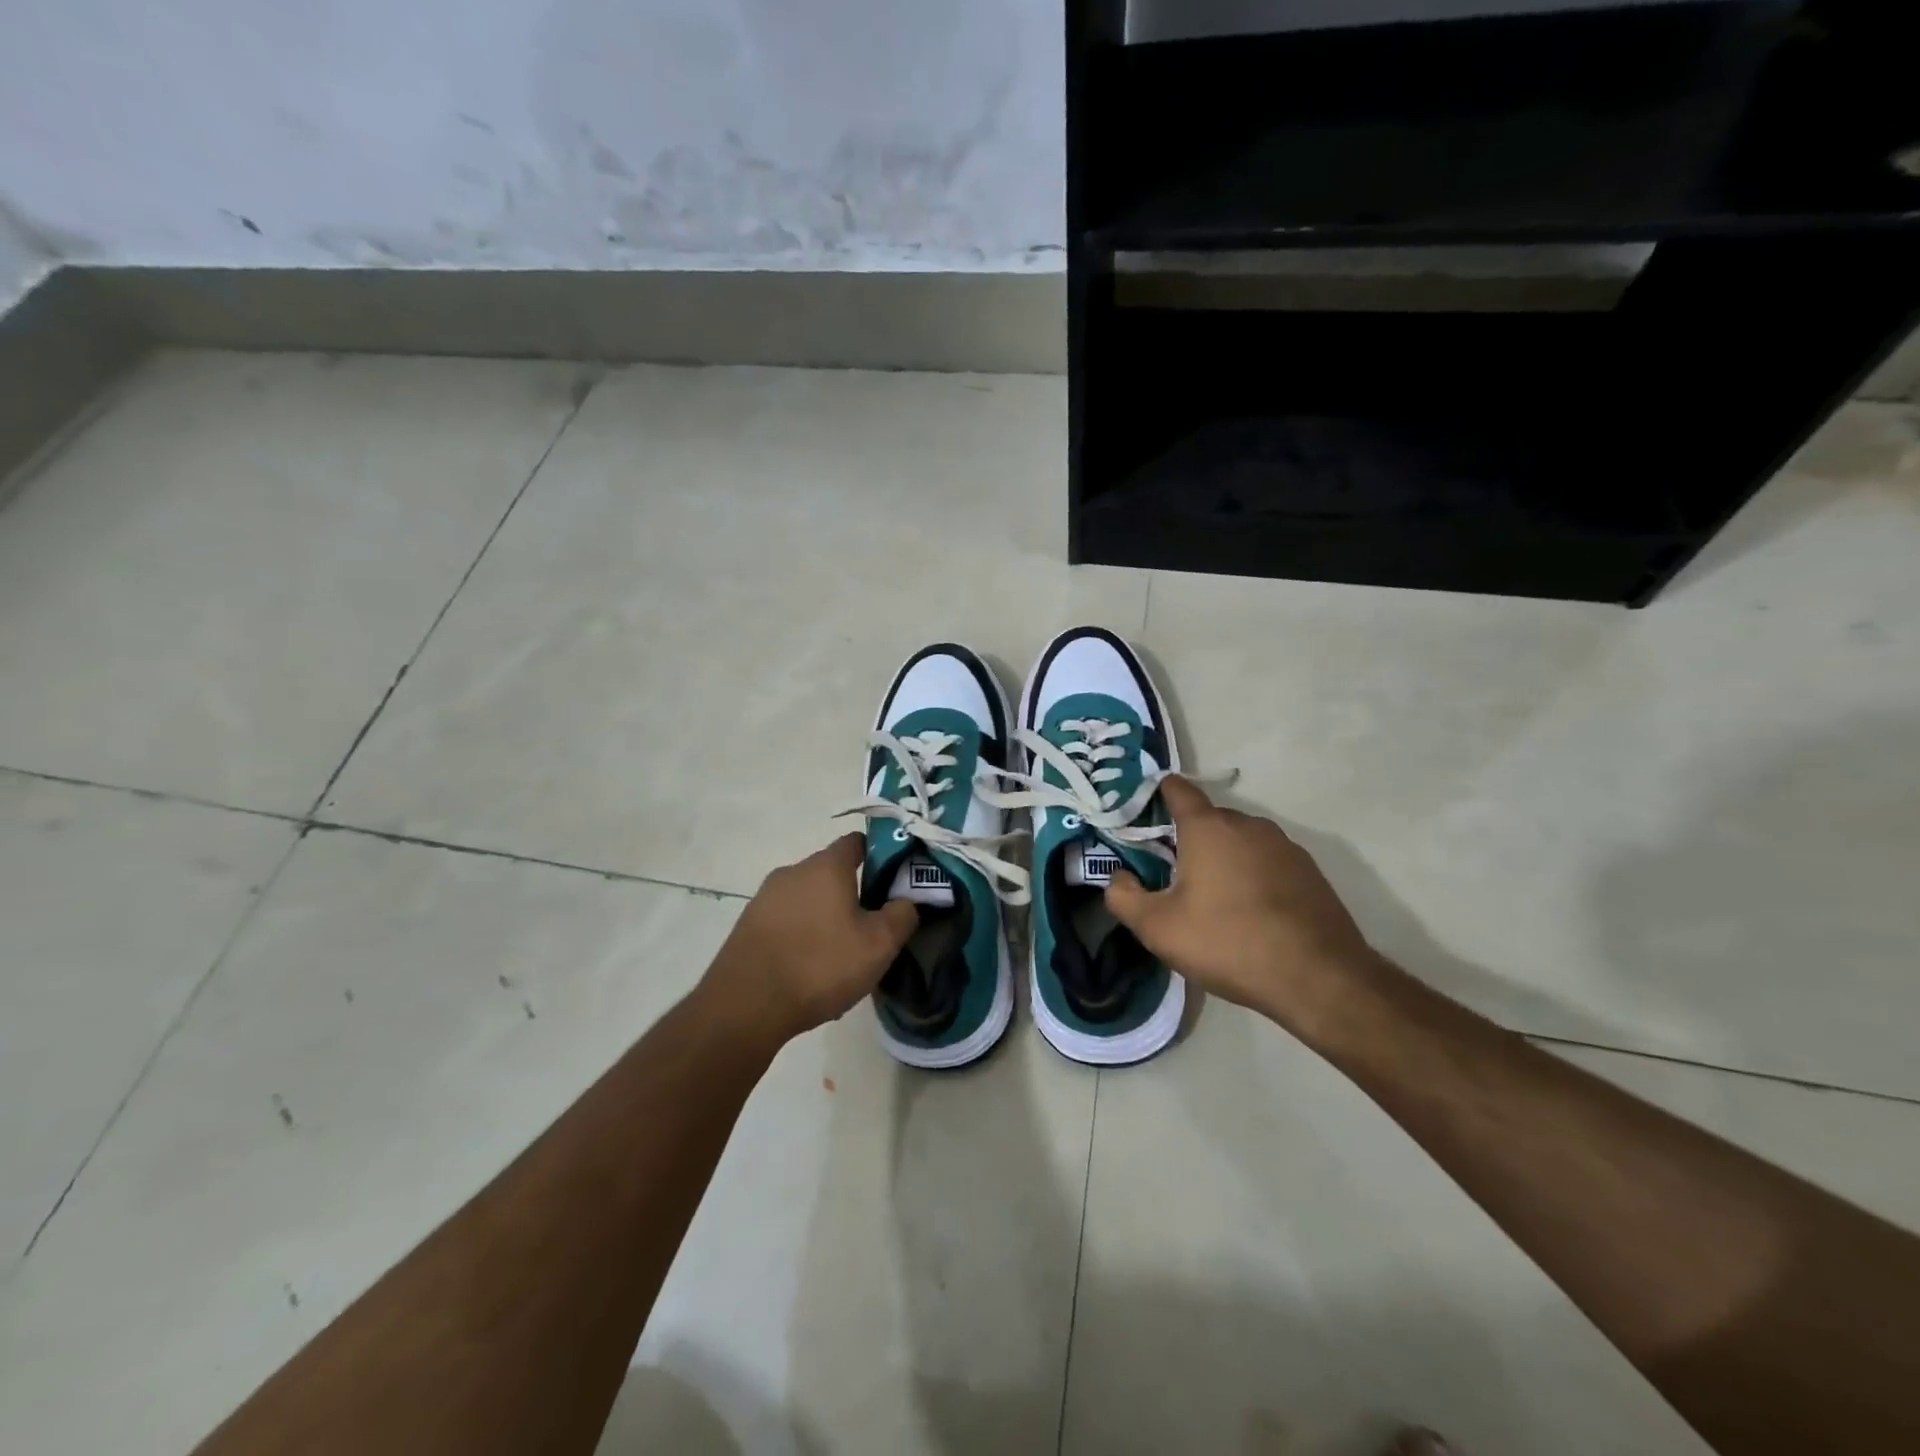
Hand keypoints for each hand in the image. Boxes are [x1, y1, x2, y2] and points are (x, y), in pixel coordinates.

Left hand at [701, 834, 917, 1047]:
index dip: (880, 856)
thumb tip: (906, 901)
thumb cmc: (820, 965)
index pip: (857, 842)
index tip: (895, 881)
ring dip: (825, 916)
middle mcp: (792, 871)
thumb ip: (902, 915)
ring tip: (840, 953)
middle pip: (831, 871)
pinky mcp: (747, 926)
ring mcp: (765, 898)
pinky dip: (801, 934)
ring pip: (807, 897)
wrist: (746, 1005)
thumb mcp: (878, 945)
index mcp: (826, 866)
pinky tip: (809, 968)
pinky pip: (786, 920)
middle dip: (853, 892)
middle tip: (872, 926)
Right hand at [1104, 777, 1378, 1032]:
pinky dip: (1253, 876)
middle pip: (1209, 818)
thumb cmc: (1229, 942)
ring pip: (1241, 841)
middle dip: (1188, 838)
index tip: (1144, 809)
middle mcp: (1248, 825)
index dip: (1158, 793)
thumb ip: (1124, 897)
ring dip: (1223, 858)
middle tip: (1173, 873)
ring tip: (1213, 899)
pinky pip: (1268, 862)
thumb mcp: (1159, 929)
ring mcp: (1285, 847)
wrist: (1319, 978)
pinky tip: (1251, 913)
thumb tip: (1118, 878)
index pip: (1178, 789)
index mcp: (1209, 828)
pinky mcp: (1310, 872)